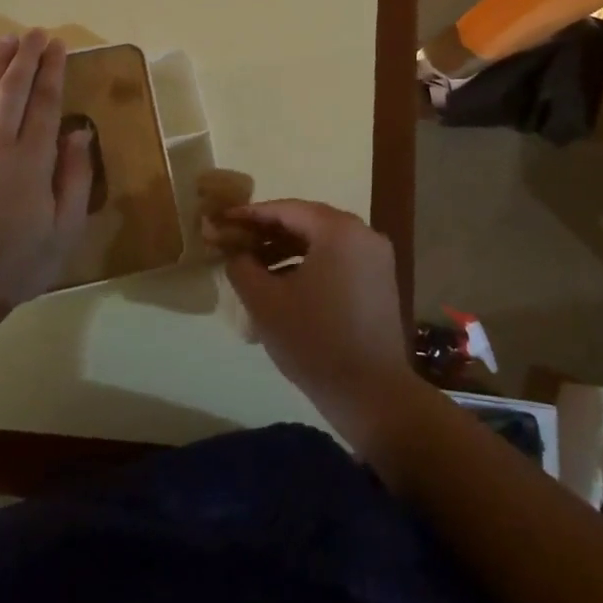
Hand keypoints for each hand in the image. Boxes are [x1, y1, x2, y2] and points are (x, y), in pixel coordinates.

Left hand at [0, 30, 93, 304]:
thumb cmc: (20, 259)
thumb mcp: (65, 226)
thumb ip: (74, 175)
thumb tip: (79, 131)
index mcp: (32, 159)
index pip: (46, 103)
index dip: (53, 71)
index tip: (58, 45)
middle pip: (13, 91)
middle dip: (26, 58)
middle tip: (35, 33)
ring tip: (7, 40)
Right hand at [216, 200, 415, 444]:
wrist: (372, 393)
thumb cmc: (314, 341)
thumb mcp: (265, 302)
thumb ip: (241, 266)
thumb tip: (233, 251)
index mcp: (339, 230)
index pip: (286, 209)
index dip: (250, 214)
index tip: (223, 221)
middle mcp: (364, 234)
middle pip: (306, 222)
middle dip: (267, 232)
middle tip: (234, 241)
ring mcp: (376, 258)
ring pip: (322, 242)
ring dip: (286, 249)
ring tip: (253, 266)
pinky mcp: (379, 282)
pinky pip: (337, 260)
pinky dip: (309, 264)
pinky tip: (283, 285)